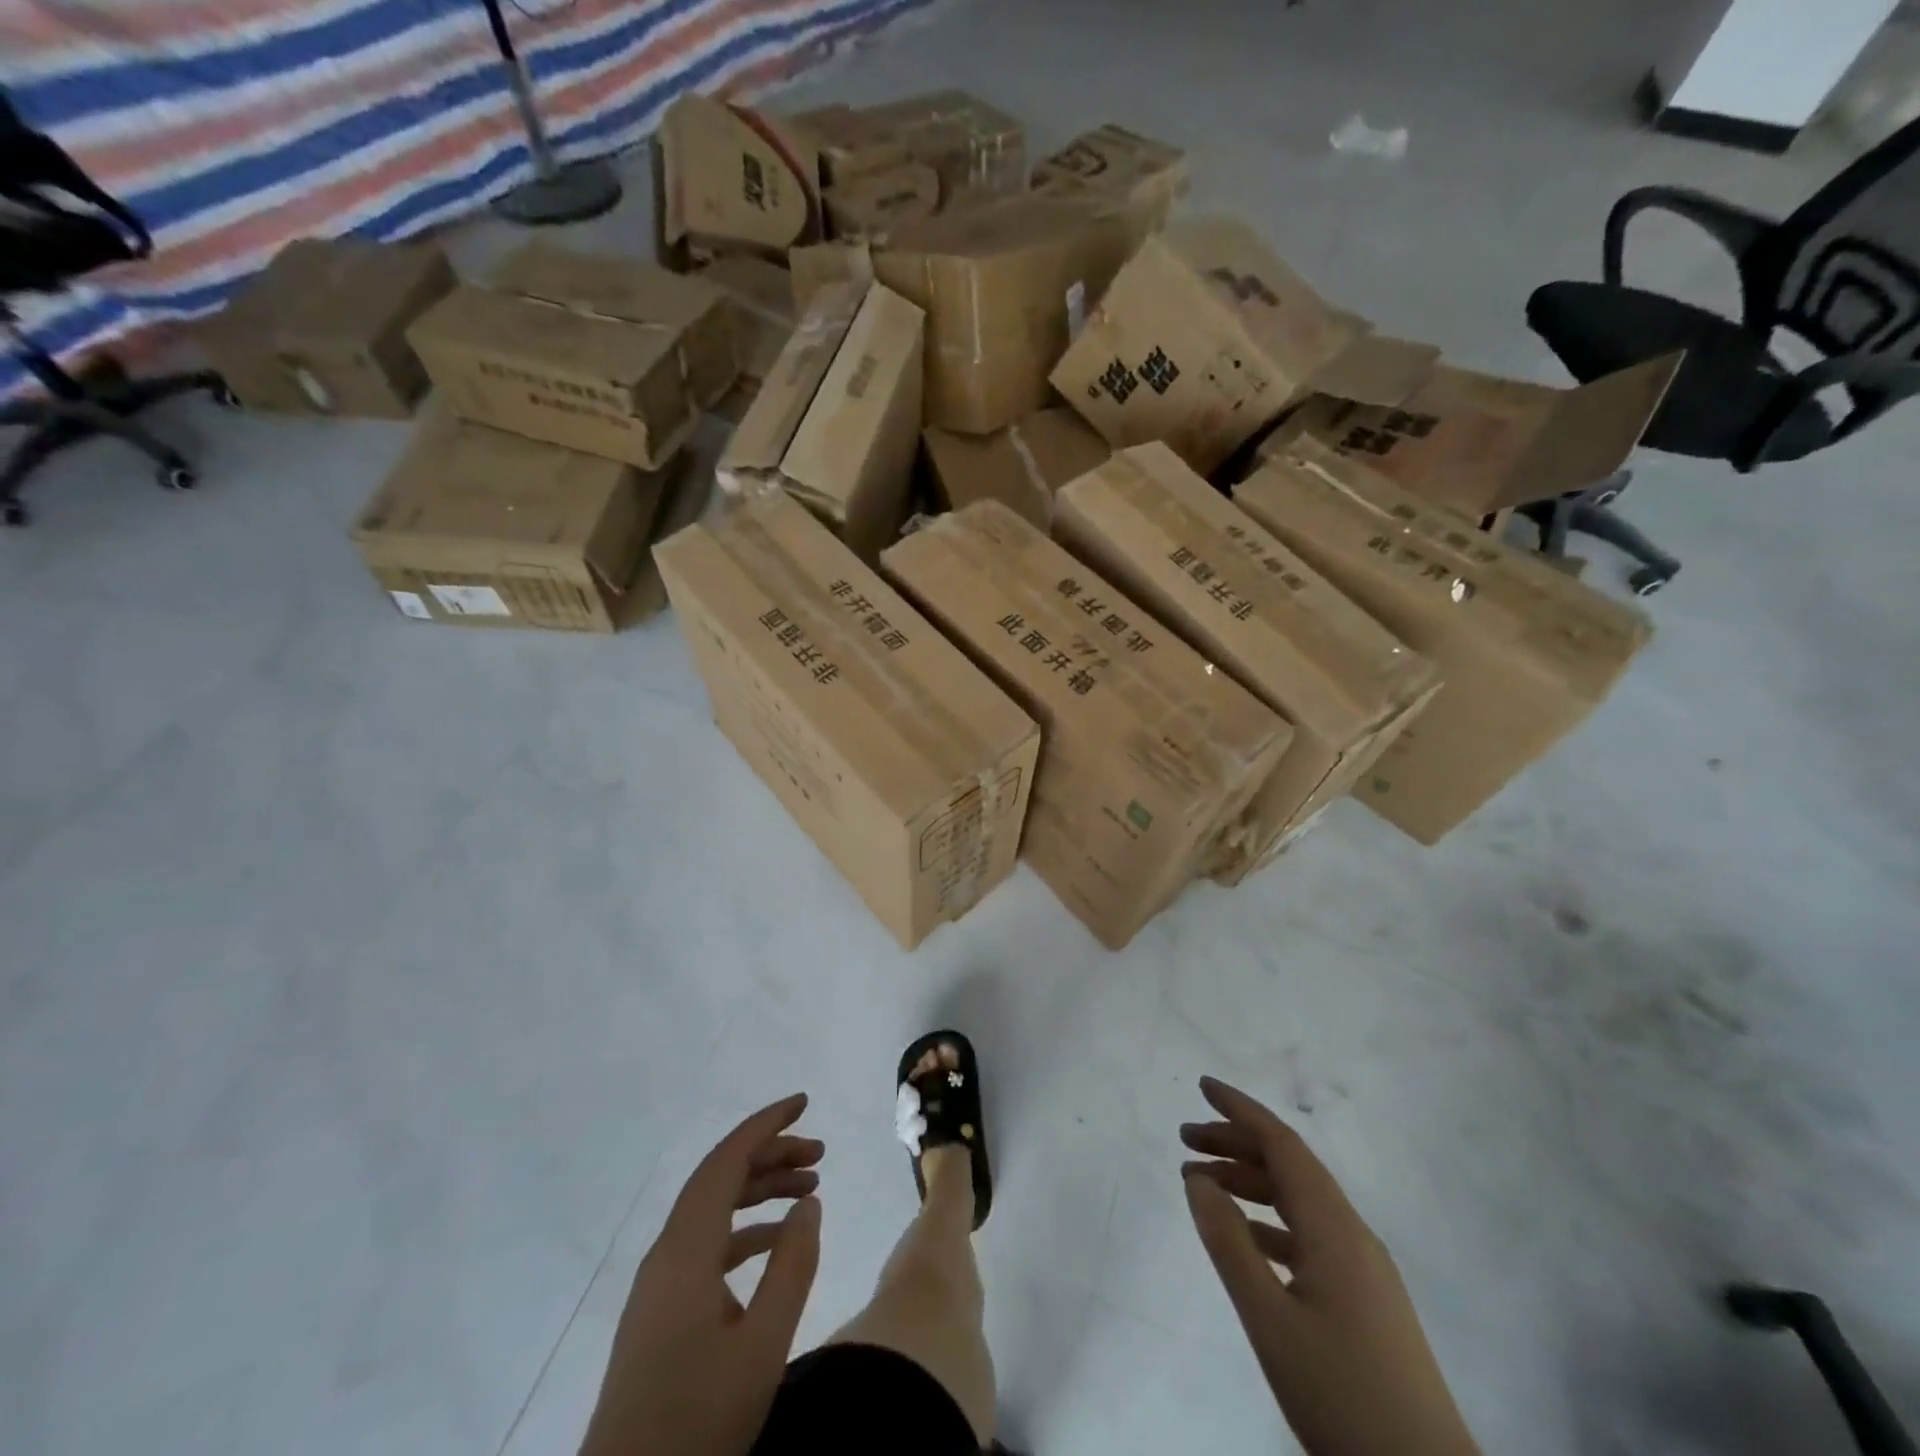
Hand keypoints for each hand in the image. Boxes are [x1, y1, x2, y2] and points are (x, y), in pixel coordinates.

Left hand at [580, 1094, 822, 1455]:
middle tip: (820, 1154)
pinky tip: (778, 1243)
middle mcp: (667, 1253)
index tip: (803, 1103)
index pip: (727, 1160)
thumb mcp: (762, 1346)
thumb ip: (792, 1265)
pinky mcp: (660, 1312)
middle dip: (770, 1155)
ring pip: (714, 1211)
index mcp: (685, 1250)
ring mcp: (660, 1284)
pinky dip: (745, 1230)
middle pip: (720, 1179)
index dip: (765, 1125)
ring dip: (760, 1191)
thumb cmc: (695, 1423)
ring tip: (809, 1187)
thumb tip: (809, 1201)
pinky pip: (707, 1245)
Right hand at [1181, 1077, 1477, 1455]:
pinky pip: (1308, 1235)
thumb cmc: (1343, 1396)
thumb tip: (1197, 1178)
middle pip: (1289, 1166)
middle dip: (1236, 1142)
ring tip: (1202, 1182)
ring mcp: (1362, 1267)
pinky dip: (1269, 1221)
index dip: (1241, 1109)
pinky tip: (1244, 1237)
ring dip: (1250, 1181)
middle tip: (1184, 1138)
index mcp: (1335, 1228)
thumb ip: (1229, 1243)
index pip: (1283, 1144)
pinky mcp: (1364, 1299)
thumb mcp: (1270, 1320)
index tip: (1201, 1086)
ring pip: (1298, 1201)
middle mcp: (1352, 1234)